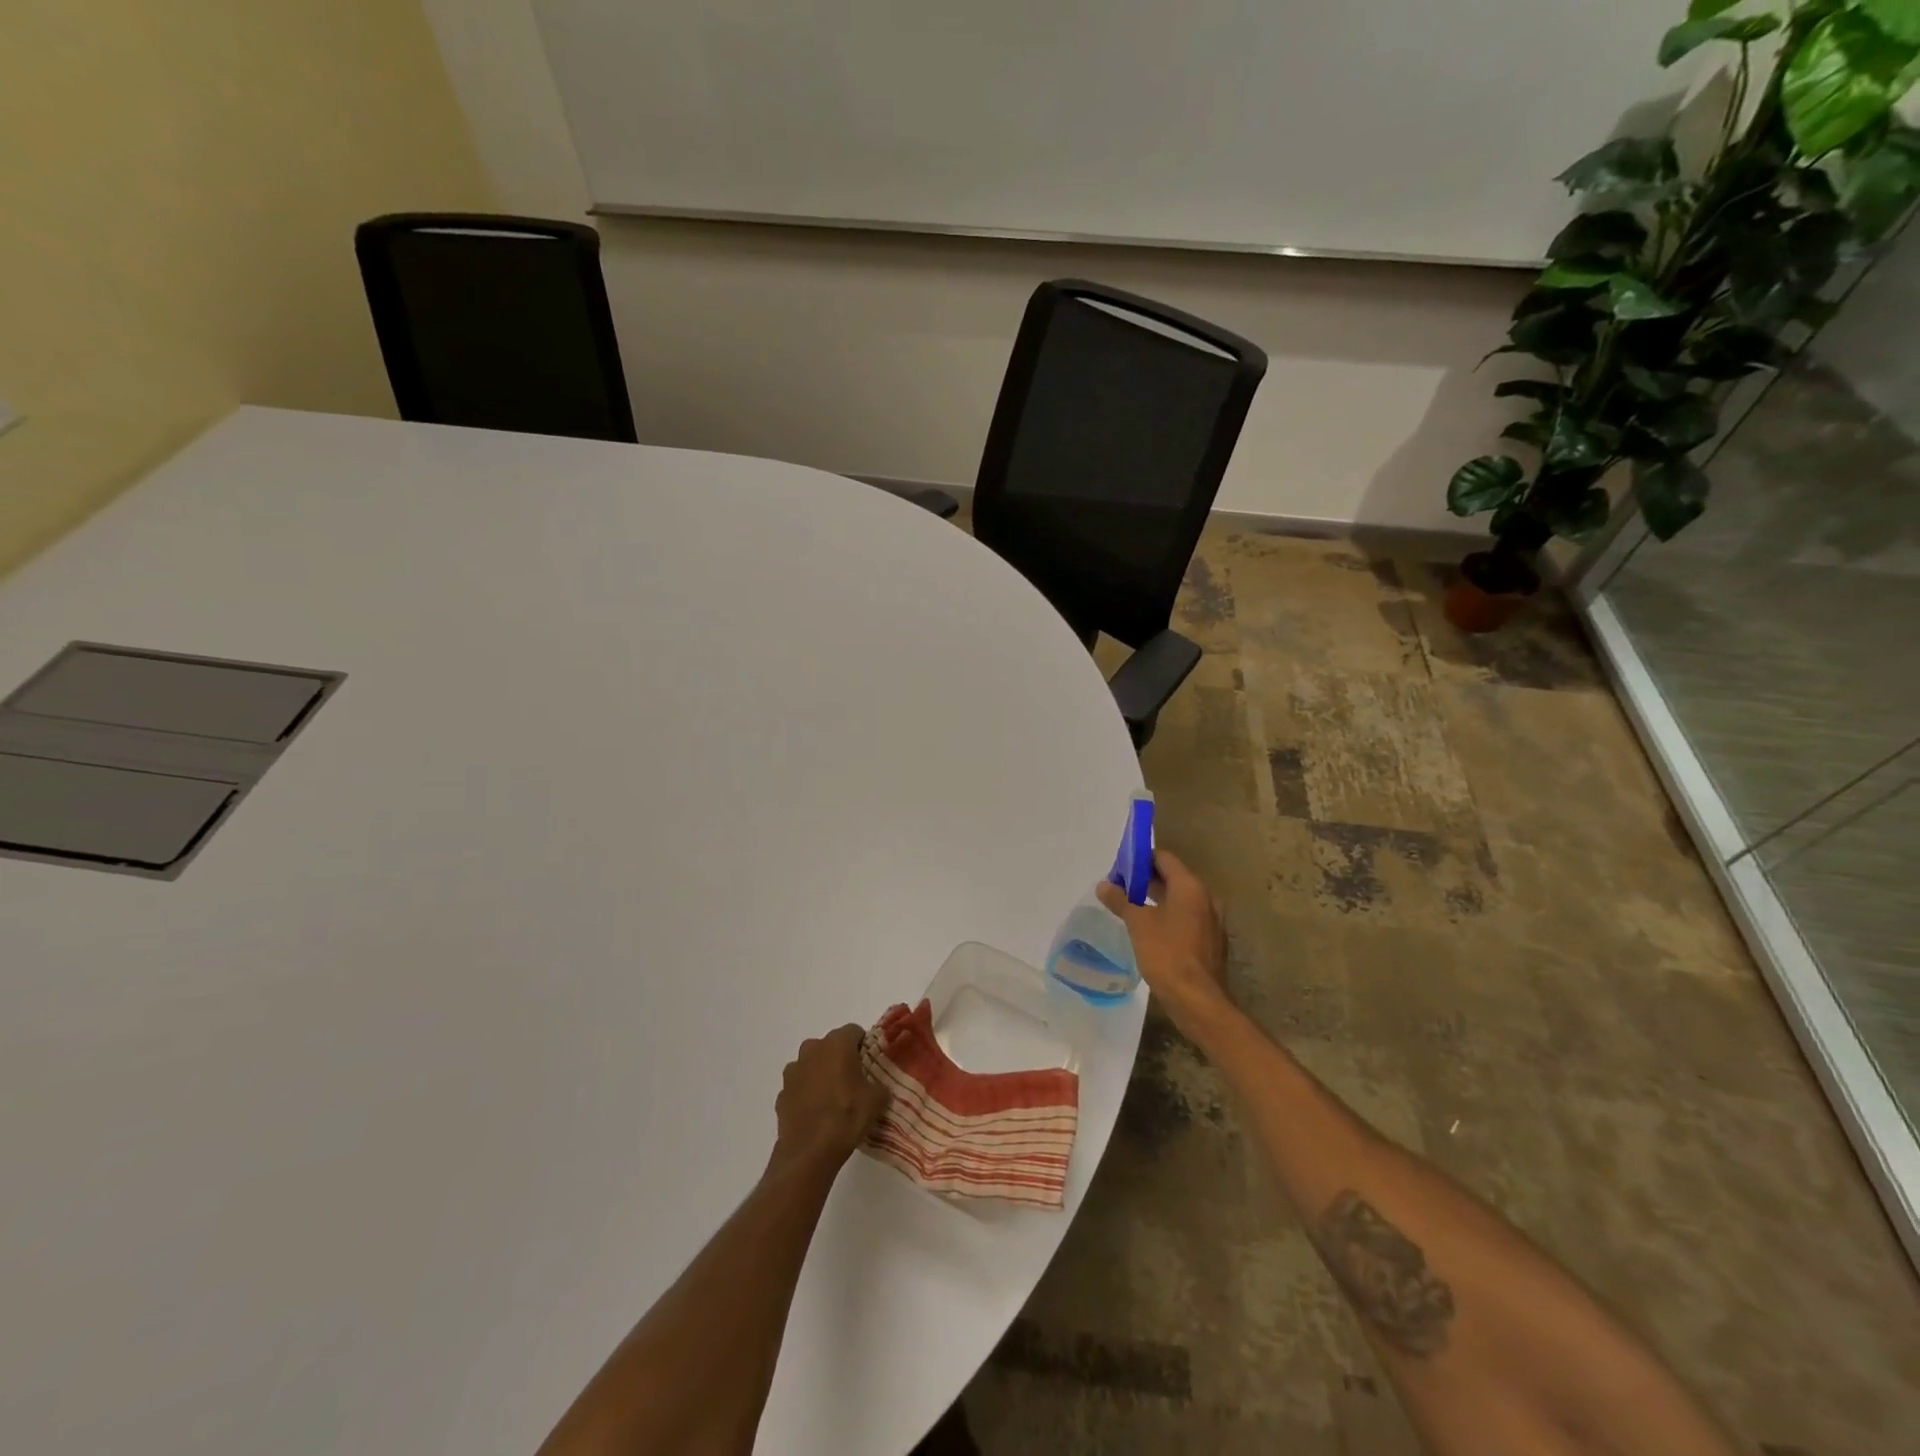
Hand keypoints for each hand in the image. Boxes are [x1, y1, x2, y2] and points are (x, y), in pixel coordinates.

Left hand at [771, 1024, 888, 1173]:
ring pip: (811, 1064)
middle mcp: (812, 1049)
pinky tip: (816, 1113)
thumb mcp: (877, 1101)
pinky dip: (806, 1093)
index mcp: (837, 1044)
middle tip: (852, 1080)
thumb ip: (880, 1086)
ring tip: (832, 1098)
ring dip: (820, 1073)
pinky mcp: (781, 1093)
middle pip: (830, 1045)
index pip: (854, 1031)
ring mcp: (793, 1071)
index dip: (863, 1045)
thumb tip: (878, 1087)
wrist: (810, 1152)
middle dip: (839, 1058)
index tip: (868, 1063)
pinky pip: (799, 1086)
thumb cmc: (847, 1117)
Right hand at [1096, 849, 1232, 1041]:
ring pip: (1180, 900)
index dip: (1140, 860)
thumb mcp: (1138, 924)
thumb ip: (1121, 900)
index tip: (1118, 869)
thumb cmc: (1167, 954)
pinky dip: (1168, 917)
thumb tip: (1103, 885)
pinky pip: (1186, 918)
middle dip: (1145, 880)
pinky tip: (1149, 931)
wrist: (1198, 1001)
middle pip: (1173, 877)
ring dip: (1156, 899)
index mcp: (1189, 887)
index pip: (1163, 858)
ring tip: (1129, 908)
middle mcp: (1205, 898)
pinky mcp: (1210, 942)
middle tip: (1119, 888)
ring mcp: (1211, 921)